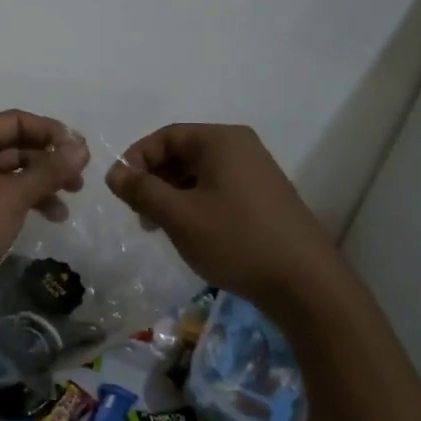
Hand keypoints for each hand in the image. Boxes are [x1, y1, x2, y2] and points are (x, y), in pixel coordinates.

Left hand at [0, 111, 89, 295]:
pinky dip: (26, 203)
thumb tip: (81, 147)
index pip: (16, 121)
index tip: (81, 151)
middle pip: (15, 147)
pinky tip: (49, 218)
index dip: (51, 131)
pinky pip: (2, 198)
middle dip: (49, 160)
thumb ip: (48, 171)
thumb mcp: (10, 196)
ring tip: (69, 202)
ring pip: (11, 175)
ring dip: (41, 184)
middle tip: (79, 179)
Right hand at [106, 123, 339, 308]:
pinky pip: (217, 190)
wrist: (305, 284)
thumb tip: (114, 173)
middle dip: (153, 180)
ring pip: (198, 174)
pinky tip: (189, 233)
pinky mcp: (263, 198)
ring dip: (171, 195)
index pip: (165, 136)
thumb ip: (142, 190)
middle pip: (182, 152)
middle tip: (138, 213)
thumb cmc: (236, 240)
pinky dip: (195, 205)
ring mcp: (255, 173)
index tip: (119, 191)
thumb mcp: (179, 215)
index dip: (136, 159)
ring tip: (158, 228)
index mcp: (221, 140)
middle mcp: (240, 147)